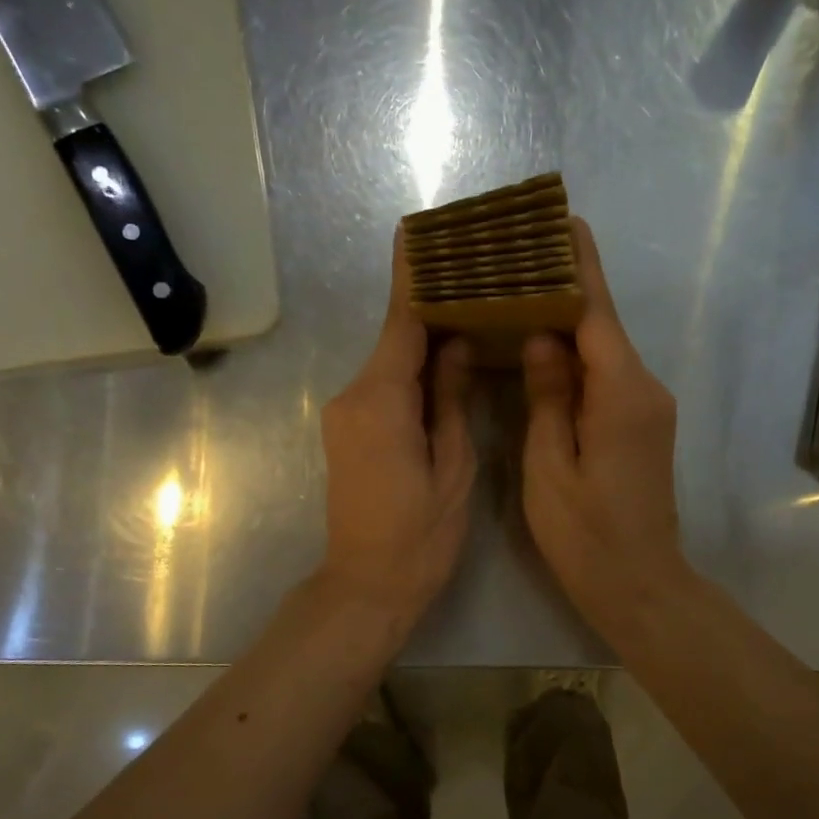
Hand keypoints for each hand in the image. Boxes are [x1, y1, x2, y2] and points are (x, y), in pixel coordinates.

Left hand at [318, 226, 475, 624]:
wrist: (366, 586)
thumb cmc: (419, 535)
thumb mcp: (453, 467)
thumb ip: (451, 400)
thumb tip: (456, 344)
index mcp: (381, 401)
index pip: (401, 323)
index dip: (413, 278)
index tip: (418, 233)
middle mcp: (353, 396)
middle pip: (396, 340)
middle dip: (431, 309)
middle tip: (474, 278)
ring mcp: (345, 415)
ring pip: (391, 365)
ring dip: (425, 343)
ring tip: (471, 317)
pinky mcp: (347, 432)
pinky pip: (384, 388)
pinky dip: (413, 373)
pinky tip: (446, 367)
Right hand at [521, 219, 693, 638]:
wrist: (640, 584)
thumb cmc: (586, 534)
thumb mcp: (550, 466)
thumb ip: (547, 396)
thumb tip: (542, 338)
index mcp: (621, 393)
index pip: (597, 312)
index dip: (578, 265)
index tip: (562, 220)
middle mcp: (644, 389)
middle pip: (604, 324)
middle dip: (569, 285)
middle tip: (523, 254)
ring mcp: (648, 407)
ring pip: (605, 349)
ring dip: (571, 321)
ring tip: (524, 291)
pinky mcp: (642, 425)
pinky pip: (608, 375)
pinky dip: (578, 354)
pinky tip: (545, 347)